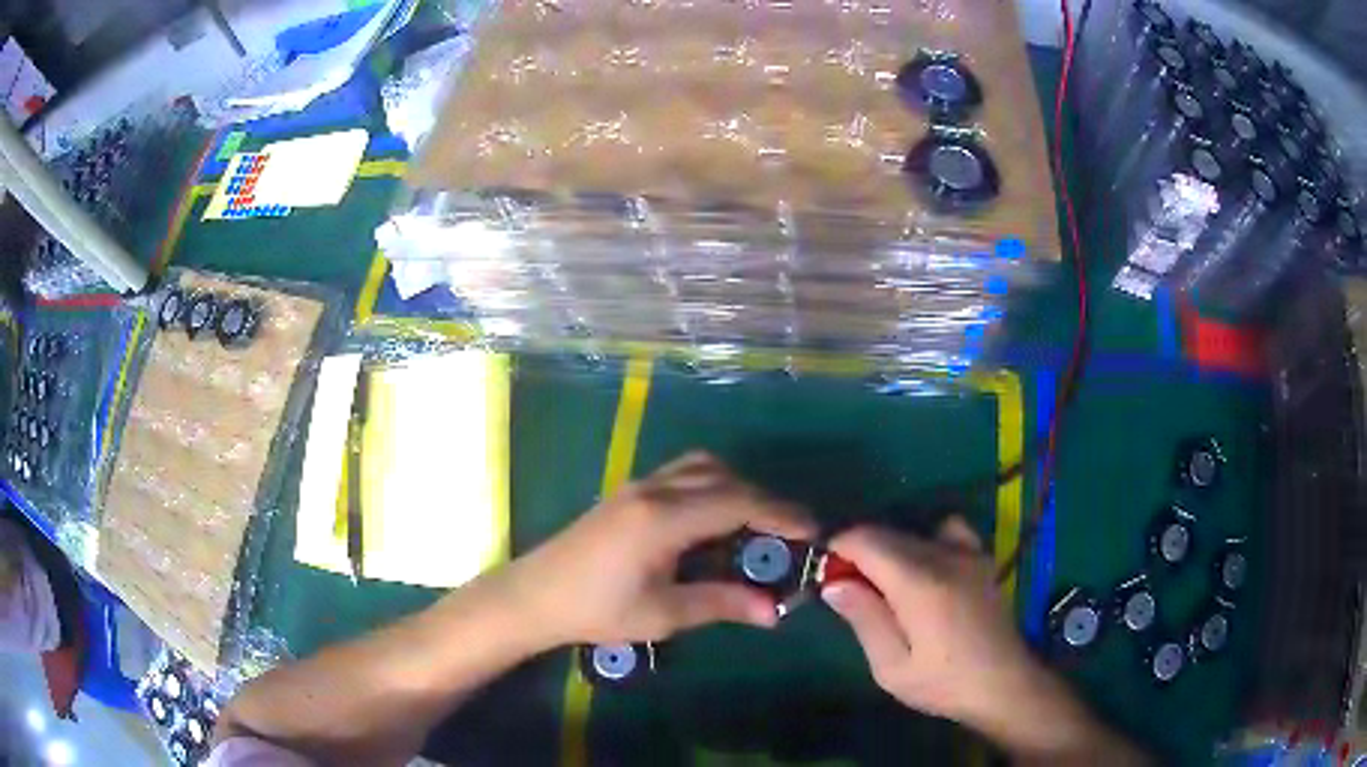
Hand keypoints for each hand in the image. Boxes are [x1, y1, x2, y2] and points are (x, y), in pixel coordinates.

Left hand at [504, 452, 816, 646]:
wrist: (535, 595)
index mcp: (664, 518)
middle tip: (788, 536)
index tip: (813, 532)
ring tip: (754, 528)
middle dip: (763, 501)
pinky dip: (711, 488)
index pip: (738, 502)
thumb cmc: (597, 610)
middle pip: (724, 478)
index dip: (780, 514)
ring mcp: (639, 486)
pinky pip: (682, 474)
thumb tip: (774, 610)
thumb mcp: (663, 614)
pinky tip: (713, 523)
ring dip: (736, 488)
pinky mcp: (629, 492)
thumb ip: (721, 604)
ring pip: (702, 468)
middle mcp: (655, 489)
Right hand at [821, 519, 1147, 764]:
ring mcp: (968, 552)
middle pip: (888, 532)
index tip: (821, 569)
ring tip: (883, 583)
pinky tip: (925, 570)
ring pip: (914, 530)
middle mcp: (945, 555)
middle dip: (858, 550)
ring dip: (889, 548)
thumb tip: (833, 582)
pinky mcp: (981, 558)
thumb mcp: (892, 667)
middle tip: (845, 586)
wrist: (1003, 683)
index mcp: (920, 582)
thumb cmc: (943, 683)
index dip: (837, 546)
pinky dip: (926, 540)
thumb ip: (865, 619)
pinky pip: (947, 530)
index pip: (866, 539)